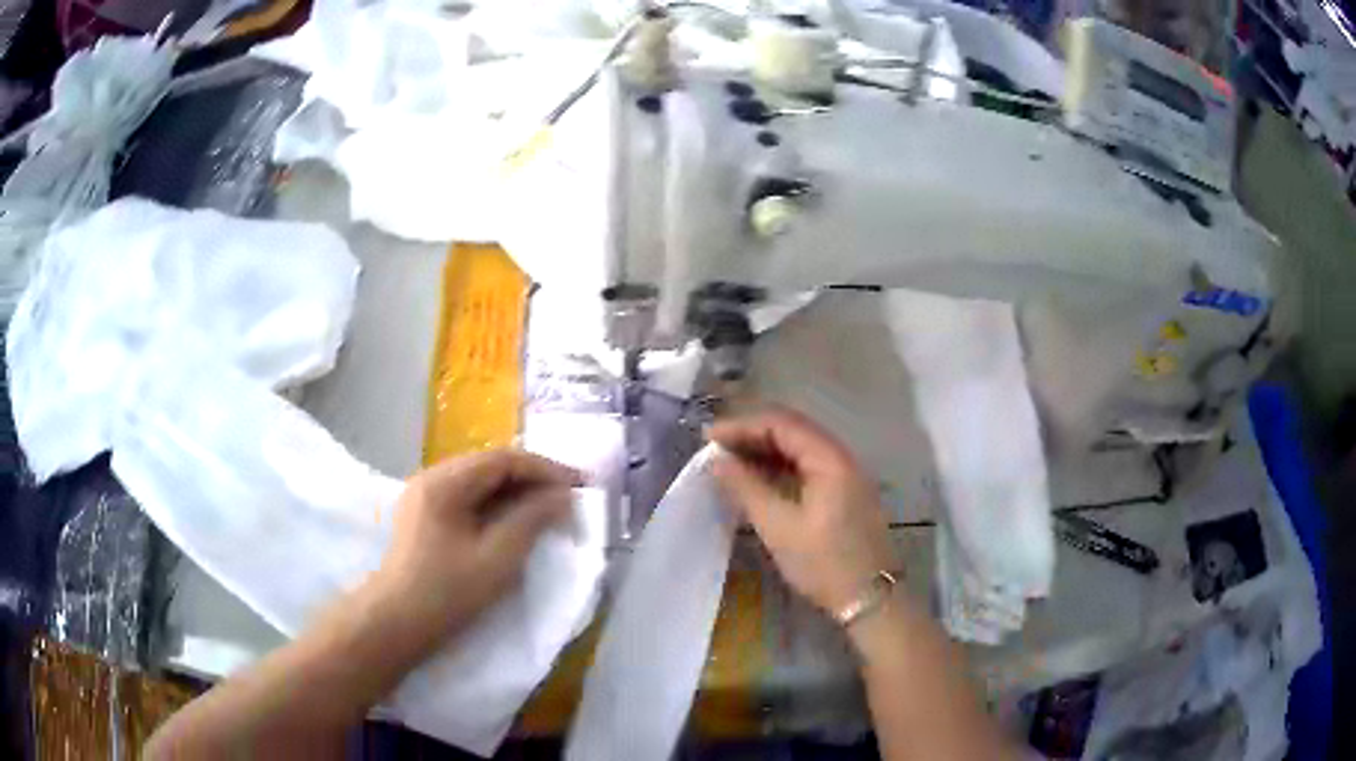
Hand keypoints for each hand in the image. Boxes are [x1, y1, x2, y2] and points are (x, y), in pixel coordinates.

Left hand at [362, 449, 581, 657]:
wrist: (395, 623)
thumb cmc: (447, 592)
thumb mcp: (497, 557)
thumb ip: (532, 520)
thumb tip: (562, 496)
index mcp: (445, 482)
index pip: (503, 459)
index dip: (545, 469)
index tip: (579, 486)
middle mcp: (431, 478)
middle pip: (490, 465)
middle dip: (532, 478)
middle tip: (568, 498)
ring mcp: (424, 496)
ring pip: (479, 481)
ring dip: (515, 491)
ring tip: (547, 509)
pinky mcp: (423, 516)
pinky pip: (467, 498)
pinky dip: (495, 504)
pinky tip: (514, 521)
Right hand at [708, 407, 898, 615]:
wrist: (870, 599)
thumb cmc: (824, 563)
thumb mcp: (779, 527)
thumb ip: (747, 488)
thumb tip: (718, 461)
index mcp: (830, 459)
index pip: (782, 423)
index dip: (742, 425)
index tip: (708, 438)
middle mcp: (841, 458)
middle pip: (793, 430)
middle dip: (752, 434)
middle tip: (715, 448)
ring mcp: (846, 476)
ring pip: (800, 449)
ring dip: (765, 451)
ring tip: (729, 462)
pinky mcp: (845, 494)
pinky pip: (808, 467)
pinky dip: (780, 468)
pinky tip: (758, 480)